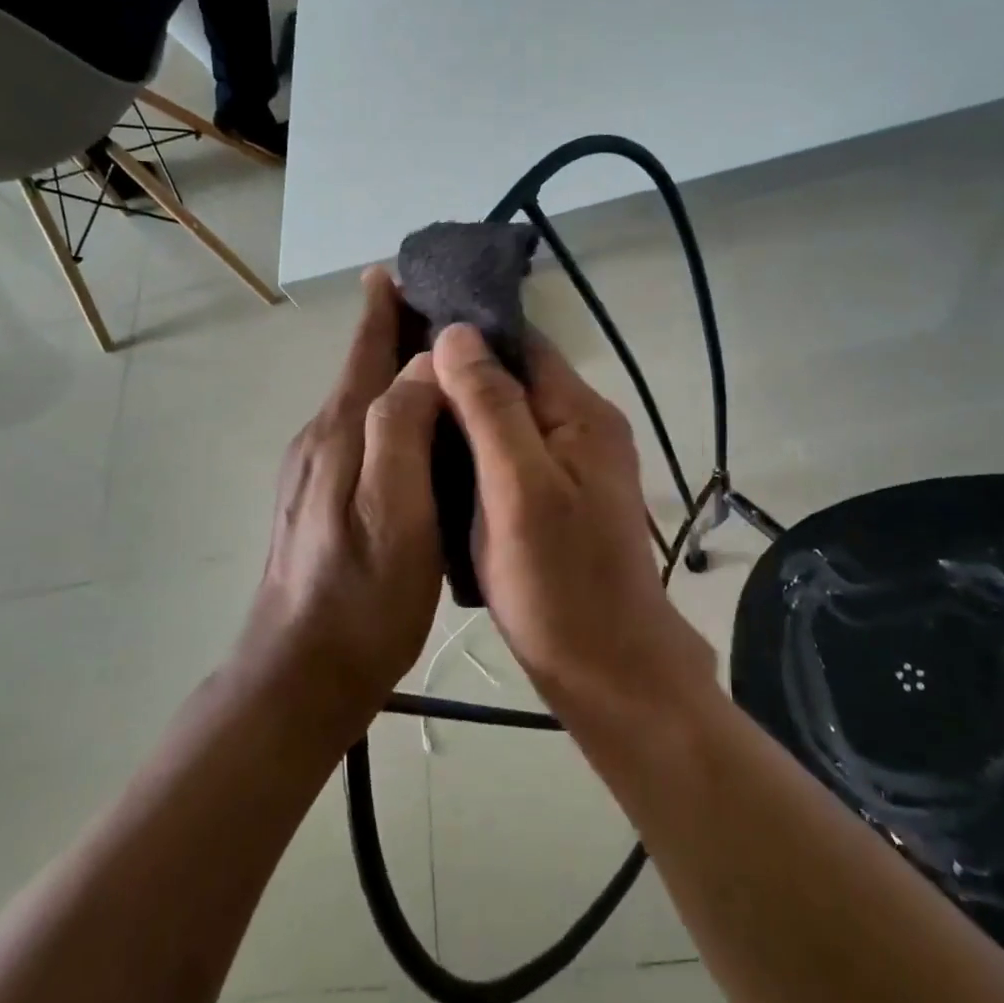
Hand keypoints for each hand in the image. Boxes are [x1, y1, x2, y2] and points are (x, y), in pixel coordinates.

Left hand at [248, 267, 446, 721]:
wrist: (301, 674)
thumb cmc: (363, 598)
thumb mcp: (397, 513)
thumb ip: (405, 429)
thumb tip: (424, 361)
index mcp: (341, 432)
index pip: (365, 347)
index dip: (385, 305)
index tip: (406, 266)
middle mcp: (320, 438)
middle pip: (362, 367)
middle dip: (394, 330)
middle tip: (443, 307)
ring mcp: (313, 470)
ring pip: (361, 400)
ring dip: (393, 369)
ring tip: (438, 358)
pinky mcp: (317, 498)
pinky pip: (359, 432)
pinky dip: (388, 409)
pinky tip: (413, 426)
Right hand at [431, 324, 713, 711]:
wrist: (607, 670)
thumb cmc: (559, 582)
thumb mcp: (517, 489)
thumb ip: (490, 408)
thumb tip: (456, 333)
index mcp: (581, 414)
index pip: (522, 343)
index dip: (468, 333)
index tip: (407, 333)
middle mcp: (584, 427)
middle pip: (516, 378)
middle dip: (460, 376)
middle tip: (396, 384)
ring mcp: (575, 463)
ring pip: (510, 417)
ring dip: (465, 414)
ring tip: (407, 417)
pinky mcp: (561, 496)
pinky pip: (512, 453)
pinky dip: (477, 450)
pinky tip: (440, 461)